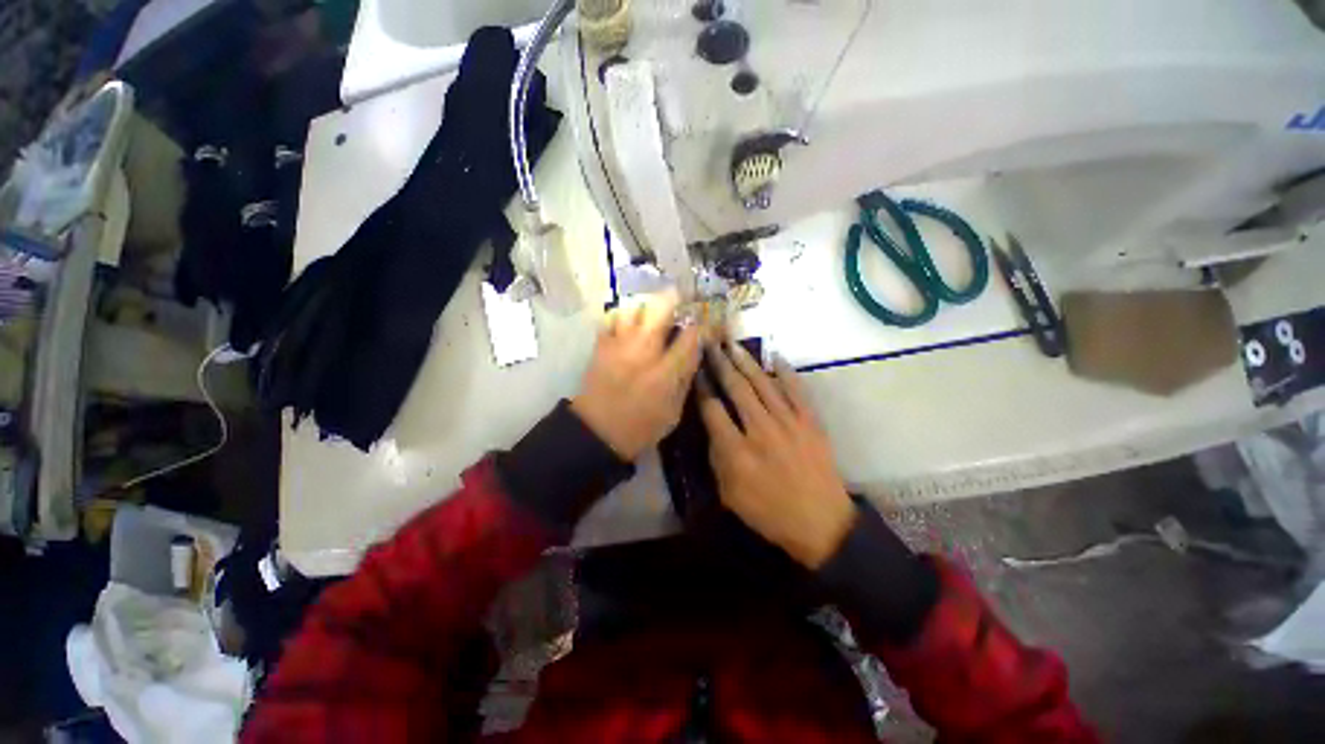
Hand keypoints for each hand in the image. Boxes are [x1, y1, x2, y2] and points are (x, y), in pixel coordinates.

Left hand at [571, 293, 701, 460]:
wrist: (597, 432)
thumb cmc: (641, 427)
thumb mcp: (674, 411)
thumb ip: (686, 379)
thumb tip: (695, 353)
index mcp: (665, 371)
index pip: (691, 335)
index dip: (703, 325)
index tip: (708, 323)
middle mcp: (643, 350)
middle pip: (661, 308)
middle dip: (675, 299)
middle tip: (681, 301)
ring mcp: (619, 344)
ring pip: (634, 307)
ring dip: (647, 307)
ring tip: (653, 314)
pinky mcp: (600, 346)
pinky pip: (612, 318)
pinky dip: (623, 317)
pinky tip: (629, 325)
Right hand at [698, 342, 856, 568]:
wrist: (822, 523)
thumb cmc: (770, 512)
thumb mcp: (730, 494)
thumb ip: (717, 457)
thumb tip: (712, 426)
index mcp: (737, 451)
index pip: (713, 409)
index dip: (702, 387)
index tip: (695, 370)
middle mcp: (760, 429)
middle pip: (736, 389)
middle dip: (720, 364)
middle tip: (710, 344)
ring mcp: (789, 423)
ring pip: (762, 384)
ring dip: (746, 362)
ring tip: (733, 344)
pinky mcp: (810, 422)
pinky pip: (796, 390)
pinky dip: (785, 372)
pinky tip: (774, 358)